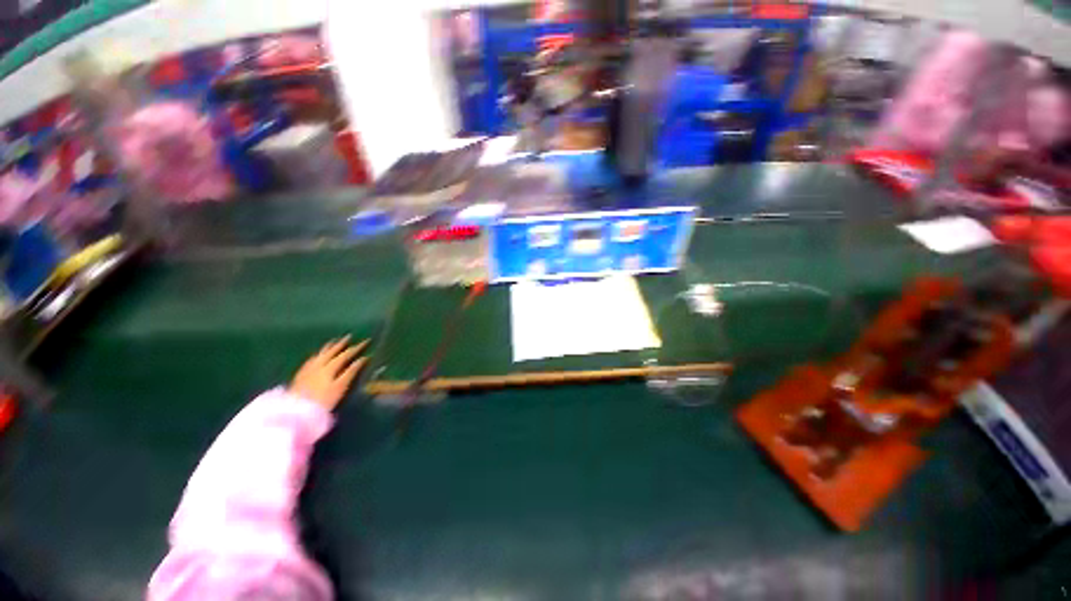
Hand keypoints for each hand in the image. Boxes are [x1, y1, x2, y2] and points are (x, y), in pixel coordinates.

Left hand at [289, 337, 368, 410]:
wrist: (297, 411)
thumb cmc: (323, 401)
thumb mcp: (340, 387)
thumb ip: (351, 372)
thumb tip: (362, 359)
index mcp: (330, 367)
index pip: (346, 354)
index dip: (357, 348)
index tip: (366, 341)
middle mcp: (318, 364)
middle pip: (331, 351)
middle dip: (341, 343)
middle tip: (349, 336)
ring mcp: (308, 369)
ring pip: (320, 354)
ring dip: (328, 347)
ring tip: (334, 341)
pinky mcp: (300, 375)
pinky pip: (310, 360)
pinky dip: (317, 355)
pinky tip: (316, 355)